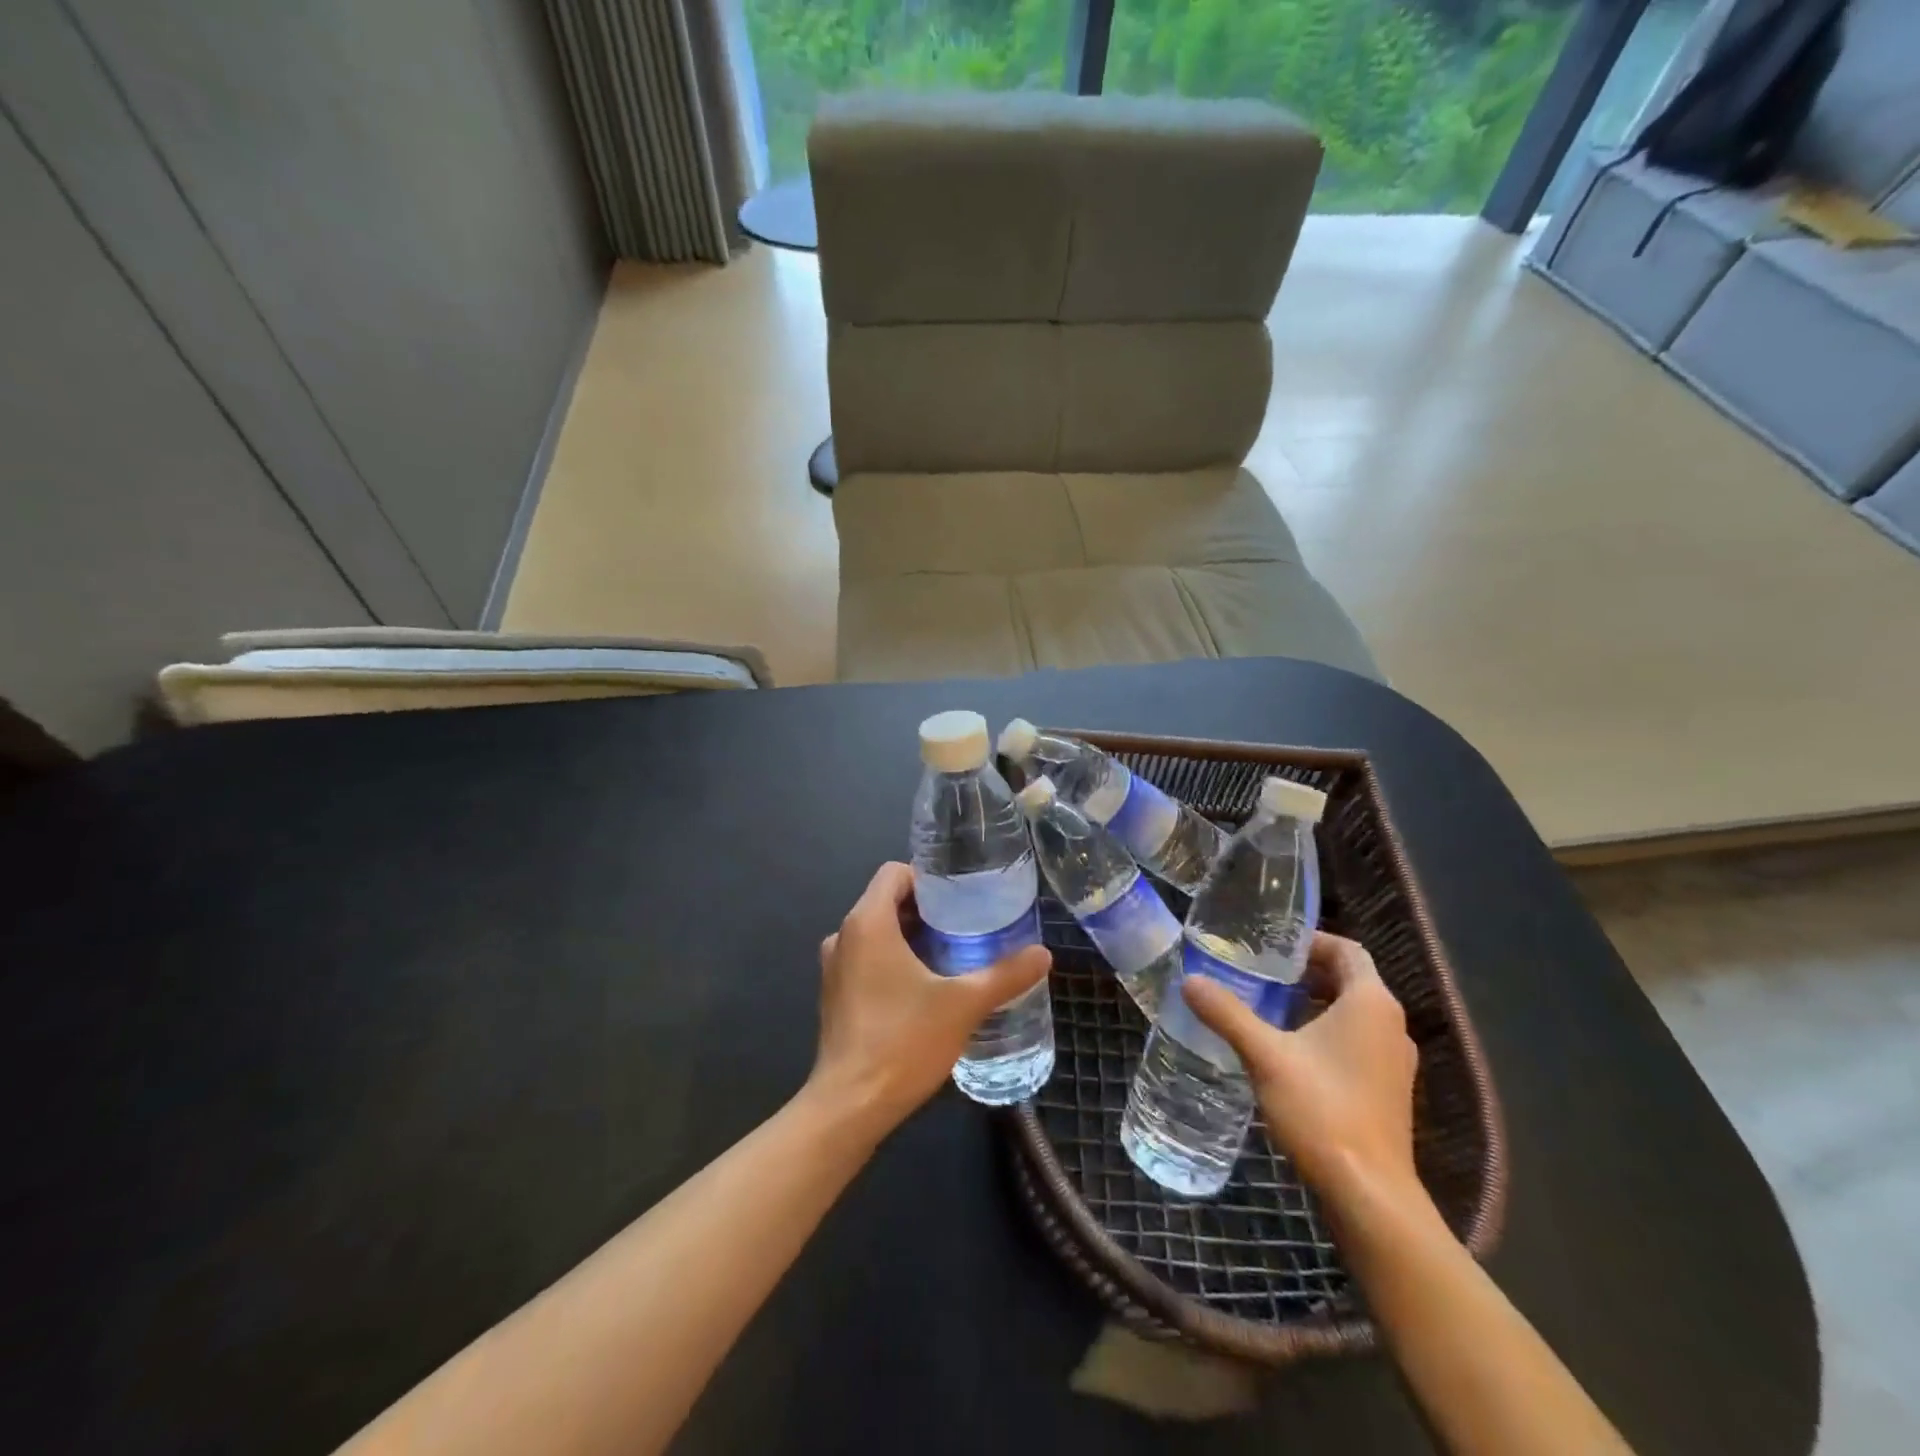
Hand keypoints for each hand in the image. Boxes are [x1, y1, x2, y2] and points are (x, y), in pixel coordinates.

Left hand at [806, 862, 1050, 1139]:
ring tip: (953, 953)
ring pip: (877, 932)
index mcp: (867, 922)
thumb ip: (1005, 975)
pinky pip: (867, 959)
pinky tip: (926, 986)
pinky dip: (894, 960)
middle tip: (968, 923)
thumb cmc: (903, 1041)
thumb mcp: (963, 1004)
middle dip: (927, 909)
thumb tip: (1044, 954)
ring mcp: (834, 968)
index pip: (894, 872)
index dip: (928, 877)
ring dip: (911, 935)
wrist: (851, 1106)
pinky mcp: (835, 996)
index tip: (961, 895)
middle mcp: (844, 936)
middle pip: (886, 901)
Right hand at [1183, 932, 1421, 1209]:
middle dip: (1305, 972)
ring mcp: (1393, 1061)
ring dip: (1313, 1003)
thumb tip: (1189, 980)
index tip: (1271, 945)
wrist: (1369, 1194)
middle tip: (1258, 972)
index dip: (1310, 941)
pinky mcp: (1387, 1090)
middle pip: (1349, 979)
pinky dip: (1324, 1032)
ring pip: (1352, 1012)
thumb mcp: (1265, 1055)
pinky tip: (1287, 1049)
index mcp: (1371, 1003)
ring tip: (1266, 1006)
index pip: (1347, 950)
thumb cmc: (1322, 1110)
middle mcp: (1390, 1025)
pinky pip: (1355, 1041)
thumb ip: (1227, 1013)